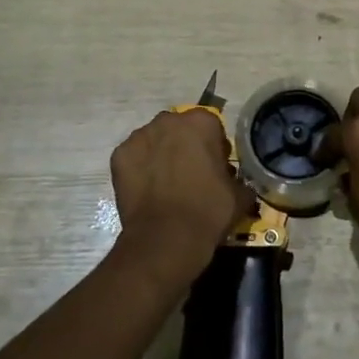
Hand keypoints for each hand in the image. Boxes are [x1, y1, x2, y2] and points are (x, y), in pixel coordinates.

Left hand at [110, 109, 252, 279]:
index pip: (211, 126)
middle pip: (179, 129)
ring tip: (165, 185)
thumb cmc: (208, 211)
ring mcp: (140, 136)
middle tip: (190, 175)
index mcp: (201, 122)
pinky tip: (147, 191)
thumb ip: (238, 179)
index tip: (215, 169)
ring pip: (154, 140)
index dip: (214, 148)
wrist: (167, 239)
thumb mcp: (239, 195)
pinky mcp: (119, 156)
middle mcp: (169, 120)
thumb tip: (238, 183)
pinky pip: (134, 157)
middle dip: (185, 145)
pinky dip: (139, 169)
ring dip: (161, 154)